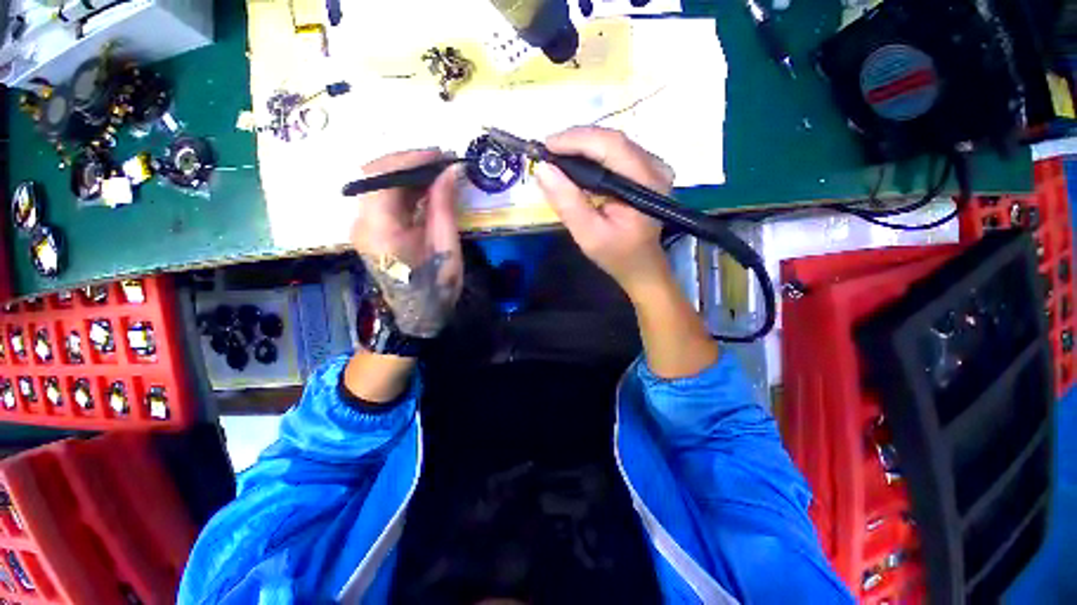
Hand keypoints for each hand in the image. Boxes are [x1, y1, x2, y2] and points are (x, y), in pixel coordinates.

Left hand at [350, 149, 463, 337]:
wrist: (417, 315)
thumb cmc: (436, 286)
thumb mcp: (446, 247)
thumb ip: (444, 207)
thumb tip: (449, 171)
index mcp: (381, 230)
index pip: (382, 178)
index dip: (410, 160)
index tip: (440, 155)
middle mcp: (362, 223)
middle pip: (374, 175)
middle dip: (408, 162)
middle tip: (440, 162)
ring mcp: (361, 226)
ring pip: (376, 184)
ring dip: (405, 173)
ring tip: (436, 173)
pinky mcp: (368, 229)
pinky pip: (381, 198)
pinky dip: (402, 188)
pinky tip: (424, 188)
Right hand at [534, 127, 674, 298]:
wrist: (641, 266)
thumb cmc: (616, 255)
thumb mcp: (588, 234)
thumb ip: (567, 202)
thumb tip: (543, 169)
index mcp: (645, 183)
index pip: (610, 146)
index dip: (576, 140)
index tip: (546, 146)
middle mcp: (655, 167)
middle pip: (613, 140)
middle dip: (577, 141)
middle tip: (548, 152)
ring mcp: (654, 167)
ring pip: (614, 144)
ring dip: (583, 147)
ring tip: (558, 157)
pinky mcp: (647, 171)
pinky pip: (617, 153)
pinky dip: (593, 155)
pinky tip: (577, 164)